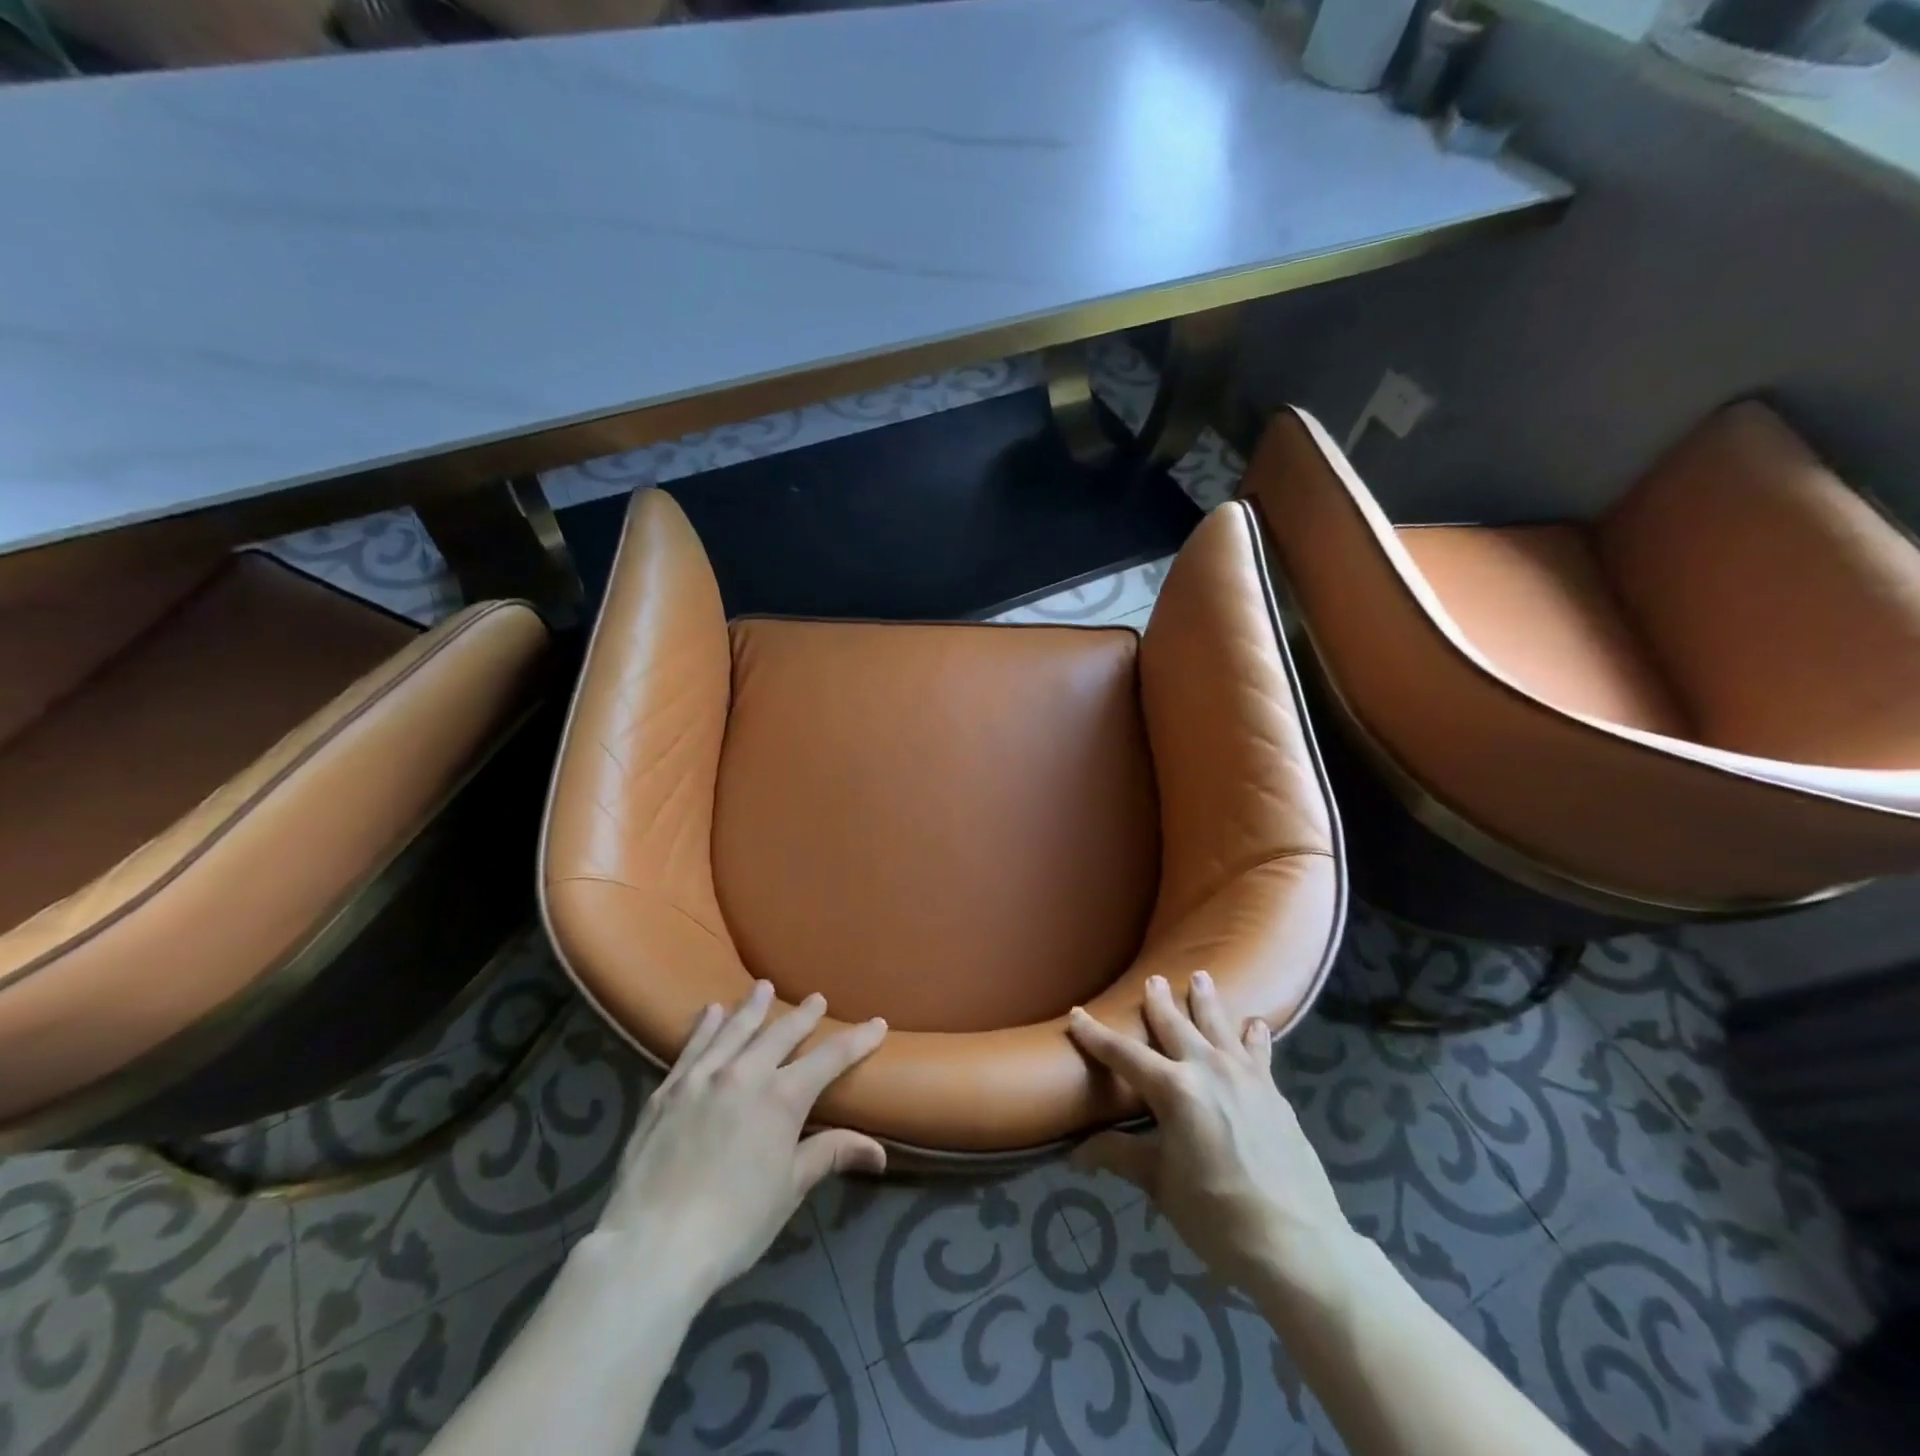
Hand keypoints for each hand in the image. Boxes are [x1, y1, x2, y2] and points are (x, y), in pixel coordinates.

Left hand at [591, 982, 886, 1296]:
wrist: (653, 1245)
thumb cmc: (734, 1223)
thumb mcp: (789, 1189)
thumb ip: (830, 1155)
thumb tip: (880, 1152)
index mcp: (782, 1097)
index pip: (830, 1058)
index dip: (857, 1040)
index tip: (877, 1024)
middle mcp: (745, 1074)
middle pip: (781, 1033)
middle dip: (804, 1016)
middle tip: (816, 999)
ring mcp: (702, 1078)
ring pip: (734, 1030)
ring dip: (753, 1007)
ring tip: (763, 987)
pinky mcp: (667, 1091)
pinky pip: (691, 1047)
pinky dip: (705, 1026)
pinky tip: (710, 1012)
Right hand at [1067, 973, 1354, 1294]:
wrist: (1298, 1245)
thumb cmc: (1217, 1218)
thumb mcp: (1161, 1186)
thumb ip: (1121, 1156)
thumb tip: (1075, 1153)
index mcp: (1174, 1090)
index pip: (1124, 1055)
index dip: (1096, 1035)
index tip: (1076, 1014)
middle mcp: (1208, 1070)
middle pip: (1176, 1026)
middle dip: (1160, 1002)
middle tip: (1152, 979)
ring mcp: (1246, 1077)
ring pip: (1220, 1026)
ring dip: (1207, 1001)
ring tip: (1201, 976)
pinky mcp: (1273, 1093)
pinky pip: (1259, 1052)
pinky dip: (1254, 1036)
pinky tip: (1255, 1025)